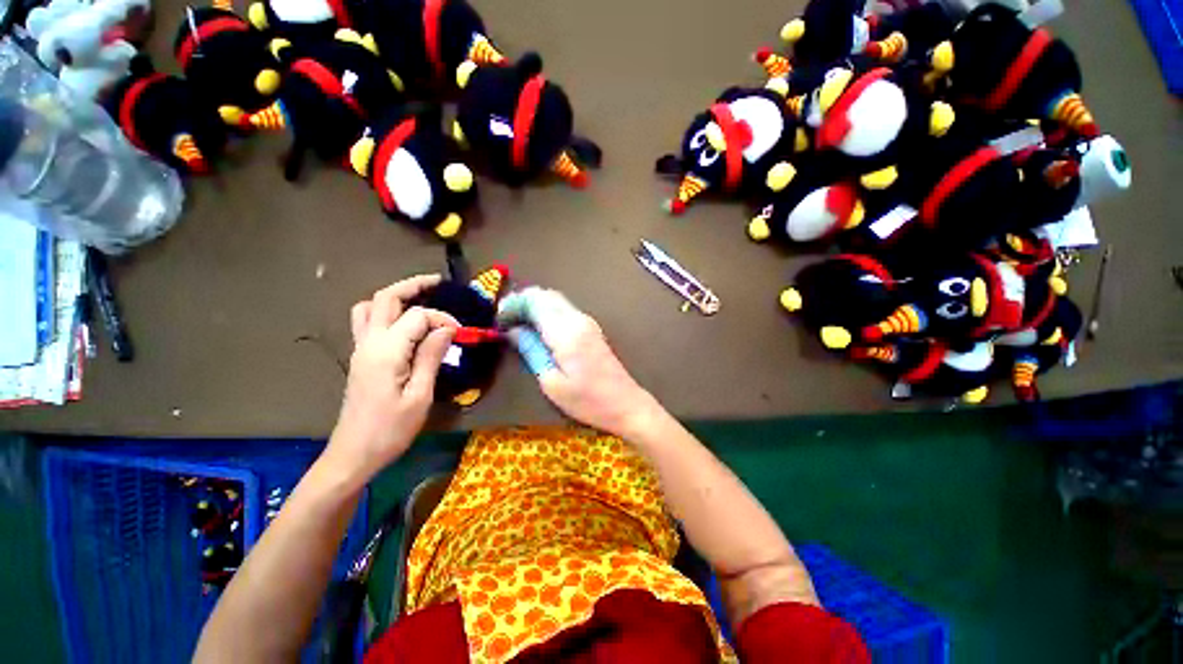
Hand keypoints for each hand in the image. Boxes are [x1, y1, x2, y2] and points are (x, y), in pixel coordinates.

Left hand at [325, 275, 457, 484]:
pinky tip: (403, 323)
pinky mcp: (360, 357)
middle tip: (438, 283)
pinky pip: (366, 321)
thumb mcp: (420, 395)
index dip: (442, 318)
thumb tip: (447, 328)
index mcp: (386, 351)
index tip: (460, 333)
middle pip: (386, 298)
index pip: (418, 316)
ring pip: (370, 306)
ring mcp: (360, 348)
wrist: (354, 453)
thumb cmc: (391, 429)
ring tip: (419, 298)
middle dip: (413, 286)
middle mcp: (369, 342)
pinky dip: (384, 311)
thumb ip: (431, 356)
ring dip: (395, 296)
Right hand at [497, 287, 660, 437]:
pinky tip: (539, 328)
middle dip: (522, 301)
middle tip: (505, 320)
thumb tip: (513, 331)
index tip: (498, 320)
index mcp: (565, 332)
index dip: (513, 304)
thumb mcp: (551, 382)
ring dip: (535, 305)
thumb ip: (531, 351)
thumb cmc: (587, 400)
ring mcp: (587, 322)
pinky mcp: (592, 328)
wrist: (626, 403)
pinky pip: (565, 310)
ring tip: (518, 323)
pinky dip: (547, 311)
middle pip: (546, 295)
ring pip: (556, 300)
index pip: (534, 301)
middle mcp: (577, 319)